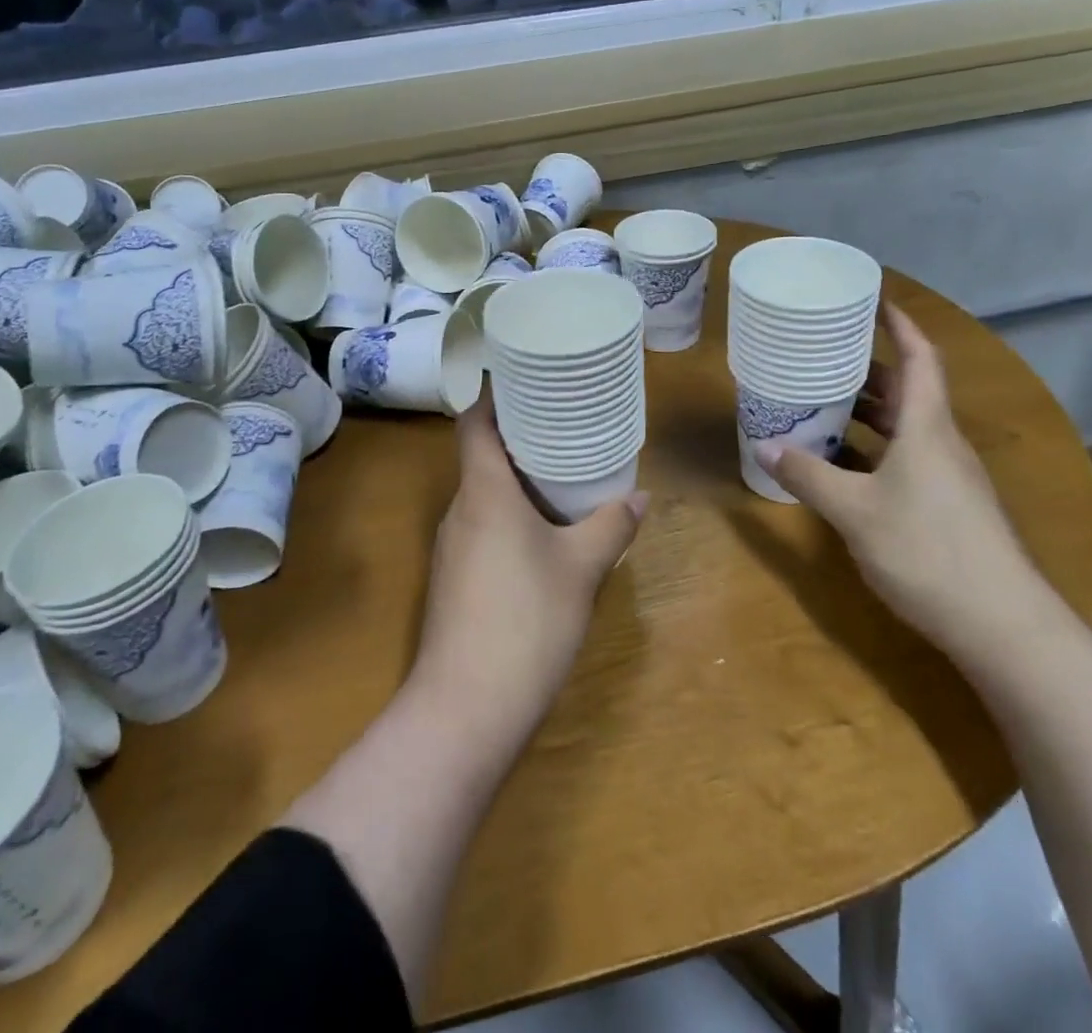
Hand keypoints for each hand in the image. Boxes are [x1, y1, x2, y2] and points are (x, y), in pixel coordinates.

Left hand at [414, 389, 646, 738]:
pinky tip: (542, 535)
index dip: (495, 396)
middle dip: (519, 438)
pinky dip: (509, 517)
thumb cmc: (526, 620)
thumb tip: (640, 495)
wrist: (466, 708)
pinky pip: (482, 528)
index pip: (474, 422)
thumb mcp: (581, 568)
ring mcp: (451, 548)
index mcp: (483, 491)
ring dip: (516, 481)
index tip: (530, 383)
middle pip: (480, 455)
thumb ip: (610, 526)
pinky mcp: (453, 580)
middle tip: (564, 426)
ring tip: (562, 475)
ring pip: (482, 495)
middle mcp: (459, 510)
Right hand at [754, 304, 1043, 652]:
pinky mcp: (947, 506)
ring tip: (822, 404)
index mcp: (927, 427)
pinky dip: (873, 450)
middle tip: (823, 357)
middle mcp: (941, 443)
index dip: (899, 325)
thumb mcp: (854, 511)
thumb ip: (807, 475)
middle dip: (867, 370)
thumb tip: (763, 445)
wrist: (1002, 624)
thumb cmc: (927, 550)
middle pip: (908, 390)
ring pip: (905, 427)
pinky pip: (905, 458)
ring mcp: (948, 477)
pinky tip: (842, 464)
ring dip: (868, 413)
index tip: (873, 301)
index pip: (919, 358)